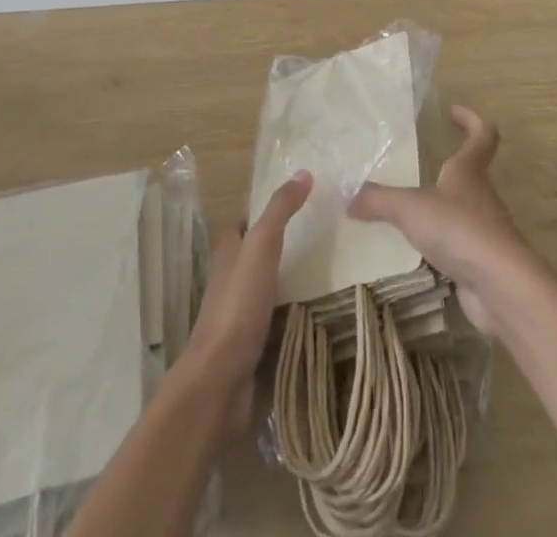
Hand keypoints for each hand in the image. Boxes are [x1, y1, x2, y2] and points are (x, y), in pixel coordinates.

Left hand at [185, 171, 312, 433]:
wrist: (221, 383)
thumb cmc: (237, 307)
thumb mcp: (261, 247)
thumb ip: (280, 211)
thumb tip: (304, 173)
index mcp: (227, 255)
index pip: (244, 224)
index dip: (265, 213)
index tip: (301, 205)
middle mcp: (232, 282)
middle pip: (259, 258)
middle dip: (287, 250)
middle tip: (327, 240)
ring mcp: (242, 318)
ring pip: (272, 292)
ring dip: (296, 286)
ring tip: (336, 274)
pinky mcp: (256, 349)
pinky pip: (282, 326)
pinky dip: (300, 320)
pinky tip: (327, 316)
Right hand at [348, 107, 525, 332]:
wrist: (500, 286)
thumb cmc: (459, 229)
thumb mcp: (410, 208)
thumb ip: (378, 200)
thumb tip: (349, 196)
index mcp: (469, 171)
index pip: (482, 134)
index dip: (470, 119)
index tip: (452, 112)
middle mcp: (481, 195)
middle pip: (471, 172)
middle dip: (448, 166)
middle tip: (418, 164)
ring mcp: (484, 230)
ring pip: (462, 209)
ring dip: (441, 207)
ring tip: (409, 210)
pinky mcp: (481, 261)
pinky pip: (458, 244)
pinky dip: (440, 243)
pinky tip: (417, 251)